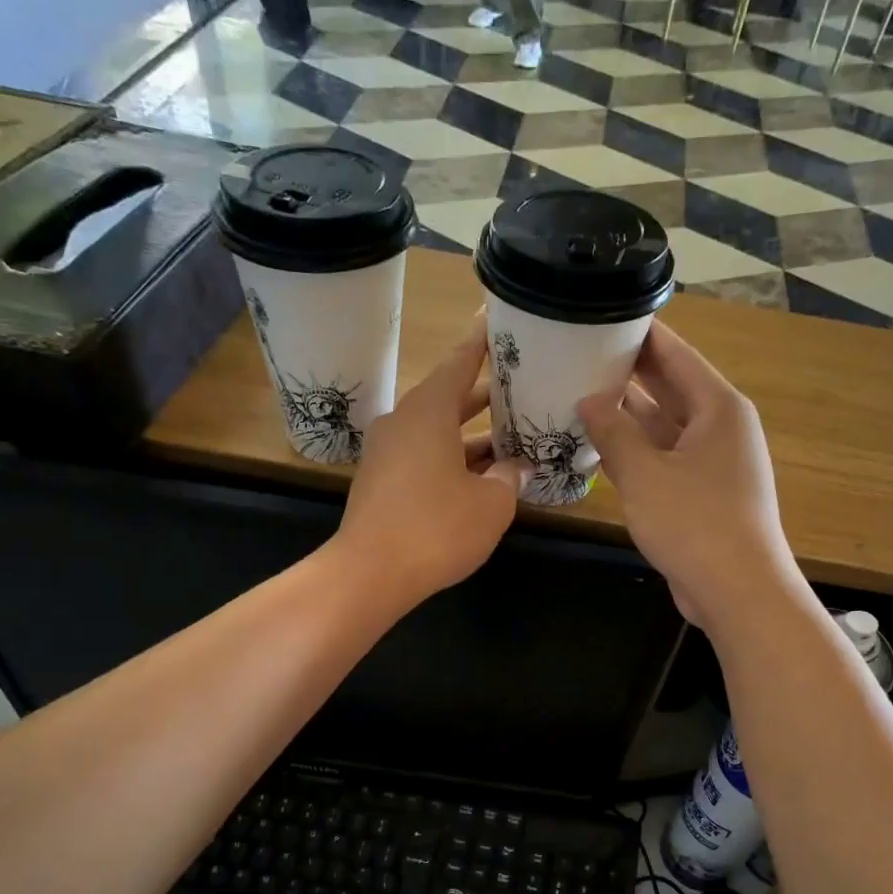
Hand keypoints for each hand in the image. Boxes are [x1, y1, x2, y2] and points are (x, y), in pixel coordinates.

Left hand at [334, 318, 529, 609]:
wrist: (370, 574)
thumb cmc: (437, 528)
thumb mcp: (491, 503)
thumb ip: (508, 477)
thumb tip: (516, 466)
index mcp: (428, 410)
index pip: (461, 363)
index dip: (482, 344)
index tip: (496, 320)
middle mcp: (404, 422)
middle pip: (450, 397)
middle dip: (486, 395)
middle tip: (522, 385)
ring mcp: (388, 452)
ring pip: (438, 431)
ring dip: (473, 434)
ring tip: (513, 433)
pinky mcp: (382, 481)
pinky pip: (425, 456)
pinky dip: (454, 458)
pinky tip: (483, 473)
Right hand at [576, 320, 798, 631]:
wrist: (737, 591)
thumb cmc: (695, 523)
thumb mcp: (645, 473)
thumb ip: (613, 432)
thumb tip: (588, 400)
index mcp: (719, 408)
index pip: (676, 355)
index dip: (641, 335)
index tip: (602, 317)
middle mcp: (720, 428)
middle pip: (671, 388)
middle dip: (628, 374)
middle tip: (579, 356)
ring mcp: (712, 463)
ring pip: (664, 427)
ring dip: (627, 417)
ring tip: (578, 397)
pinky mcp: (702, 494)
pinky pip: (664, 459)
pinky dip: (635, 452)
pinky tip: (598, 447)